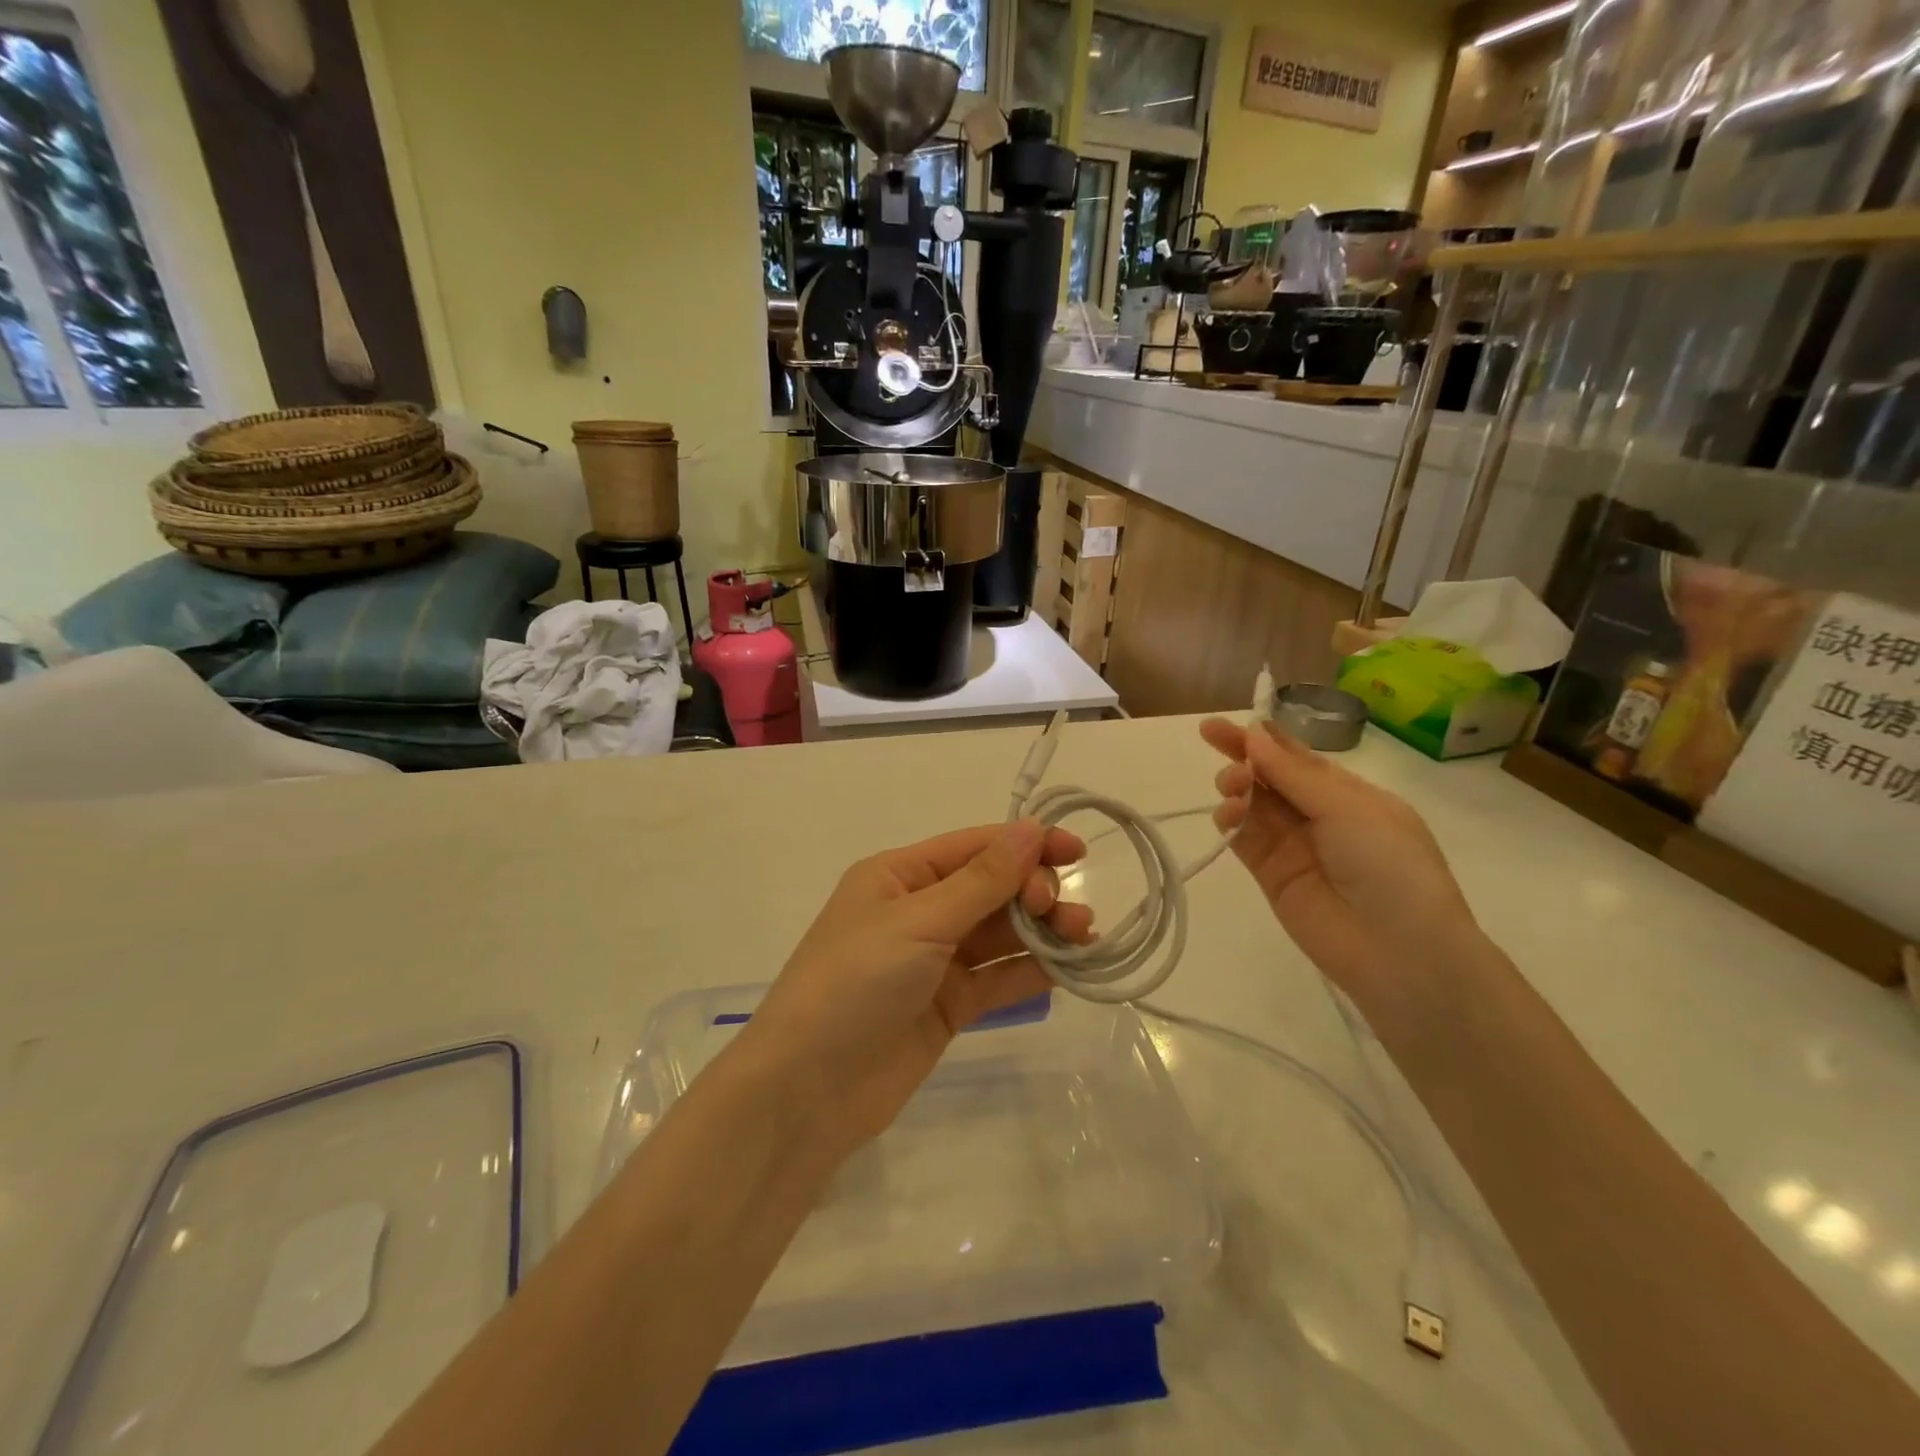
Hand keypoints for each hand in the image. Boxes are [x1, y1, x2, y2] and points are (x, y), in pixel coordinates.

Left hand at [741, 820, 1092, 1156]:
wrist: (808, 1091)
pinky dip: (1031, 970)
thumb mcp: (918, 922)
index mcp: (899, 876)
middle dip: (1033, 891)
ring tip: (1082, 934)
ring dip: (1041, 929)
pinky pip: (997, 978)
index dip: (1025, 843)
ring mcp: (935, 961)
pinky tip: (1067, 966)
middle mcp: (919, 911)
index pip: (974, 847)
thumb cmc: (855, 982)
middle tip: (1059, 910)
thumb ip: (982, 880)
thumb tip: (1031, 827)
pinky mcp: (949, 1006)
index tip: (1075, 850)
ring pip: (1000, 934)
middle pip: (991, 888)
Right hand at [1201, 718, 1482, 1018]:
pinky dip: (1230, 820)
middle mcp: (1319, 815)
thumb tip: (1254, 735)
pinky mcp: (1270, 874)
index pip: (1298, 756)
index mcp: (1349, 794)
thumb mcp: (1349, 808)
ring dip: (1237, 786)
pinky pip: (1243, 838)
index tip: (1225, 723)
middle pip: (1270, 776)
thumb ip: (1294, 773)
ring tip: (1232, 788)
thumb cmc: (1390, 867)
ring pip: (1253, 803)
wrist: (1400, 952)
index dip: (1263, 737)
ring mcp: (1293, 845)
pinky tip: (1228, 813)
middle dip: (1242, 755)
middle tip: (1213, 739)